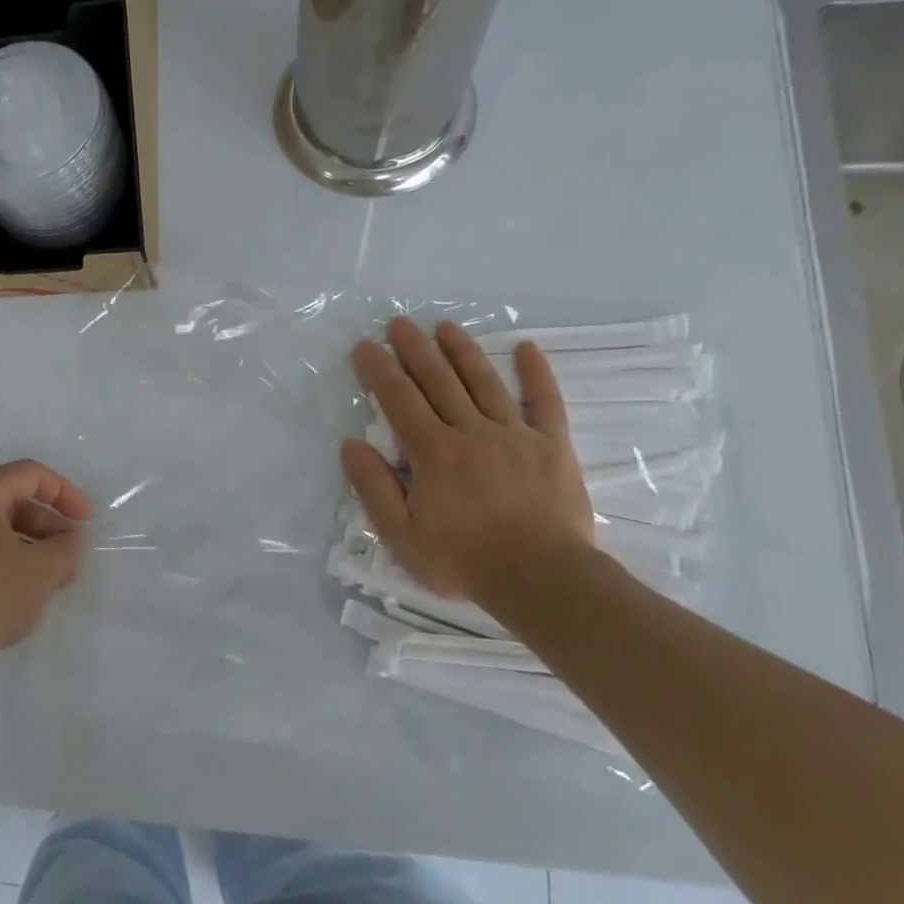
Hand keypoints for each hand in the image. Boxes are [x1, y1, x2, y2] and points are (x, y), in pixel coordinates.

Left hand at [0, 460, 93, 683]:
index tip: (87, 522)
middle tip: (72, 560)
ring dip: (32, 549)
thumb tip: (69, 540)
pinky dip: (9, 564)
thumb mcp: (42, 569)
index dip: (66, 494)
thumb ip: (66, 547)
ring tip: (53, 583)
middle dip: (50, 528)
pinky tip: (22, 595)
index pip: (31, 475)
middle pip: (14, 502)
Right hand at [341, 318, 594, 614]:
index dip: (379, 371)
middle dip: (415, 350)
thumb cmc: (463, 560)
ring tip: (445, 327)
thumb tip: (351, 445)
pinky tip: (526, 348)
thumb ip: (374, 487)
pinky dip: (535, 374)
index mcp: (433, 452)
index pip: (399, 400)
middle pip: (438, 381)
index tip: (365, 347)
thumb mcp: (401, 535)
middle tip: (399, 324)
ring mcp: (515, 435)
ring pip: (484, 382)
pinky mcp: (552, 446)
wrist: (542, 578)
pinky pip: (544, 402)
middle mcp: (471, 431)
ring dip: (462, 351)